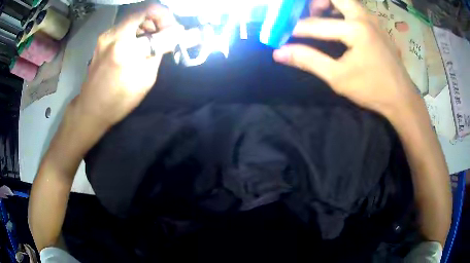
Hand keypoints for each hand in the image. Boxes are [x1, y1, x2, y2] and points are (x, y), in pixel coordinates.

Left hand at [76, 5, 183, 127]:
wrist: (91, 109)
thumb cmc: (120, 99)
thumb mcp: (146, 77)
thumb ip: (160, 49)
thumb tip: (176, 33)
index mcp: (124, 44)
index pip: (151, 11)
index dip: (166, 17)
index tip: (173, 30)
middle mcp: (112, 34)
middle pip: (141, 10)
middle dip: (157, 18)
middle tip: (165, 34)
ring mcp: (105, 36)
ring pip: (132, 17)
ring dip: (147, 24)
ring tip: (152, 41)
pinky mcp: (102, 40)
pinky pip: (124, 26)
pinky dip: (136, 30)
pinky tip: (138, 44)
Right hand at [273, 0, 417, 118]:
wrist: (401, 98)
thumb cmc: (372, 90)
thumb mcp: (338, 77)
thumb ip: (308, 60)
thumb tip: (280, 53)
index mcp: (355, 30)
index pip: (316, 24)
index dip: (296, 29)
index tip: (283, 34)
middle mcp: (364, 18)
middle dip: (317, 2)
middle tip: (309, 14)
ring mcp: (374, 20)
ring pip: (348, 1)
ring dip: (332, 4)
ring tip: (322, 17)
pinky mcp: (379, 26)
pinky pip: (357, 9)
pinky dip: (344, 11)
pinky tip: (341, 25)